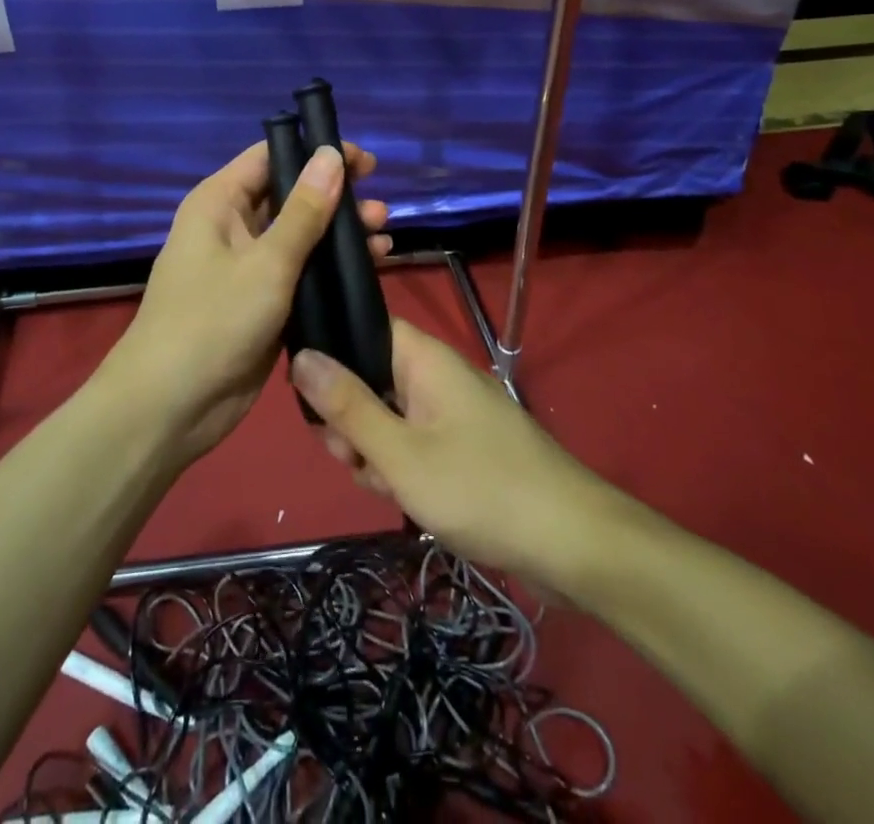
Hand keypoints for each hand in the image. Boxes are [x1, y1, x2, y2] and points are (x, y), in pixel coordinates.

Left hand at [101, 140, 388, 465]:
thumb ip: (304, 211)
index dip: (316, 153)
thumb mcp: (267, 262)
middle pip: (290, 196)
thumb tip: (330, 154)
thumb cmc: (213, 321)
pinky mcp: (261, 302)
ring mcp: (246, 267)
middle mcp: (231, 226)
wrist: (171, 406)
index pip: (271, 157)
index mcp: (219, 203)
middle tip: (381, 208)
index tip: (363, 163)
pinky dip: (331, 268)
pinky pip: (301, 272)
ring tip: (383, 235)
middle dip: (336, 198)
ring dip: (339, 234)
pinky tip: (369, 268)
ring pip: (300, 236)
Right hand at [292, 319, 629, 601]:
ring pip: (391, 415)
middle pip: (373, 376)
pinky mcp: (464, 444)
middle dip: (351, 418)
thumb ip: (347, 405)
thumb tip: (301, 355)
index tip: (306, 396)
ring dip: (374, 448)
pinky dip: (402, 464)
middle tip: (349, 458)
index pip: (365, 327)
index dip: (331, 353)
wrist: (572, 544)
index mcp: (424, 358)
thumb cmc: (480, 489)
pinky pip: (416, 440)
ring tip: (381, 485)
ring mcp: (453, 411)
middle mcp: (438, 375)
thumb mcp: (400, 453)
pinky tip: (401, 496)